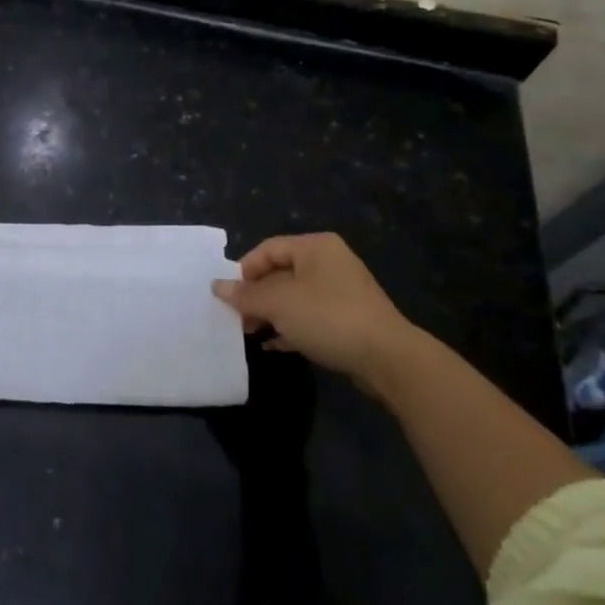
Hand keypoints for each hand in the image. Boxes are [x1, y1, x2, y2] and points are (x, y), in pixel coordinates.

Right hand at [212, 233, 416, 387]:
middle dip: (255, 296)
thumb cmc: (328, 317)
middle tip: (236, 318)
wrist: (388, 358)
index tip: (228, 296)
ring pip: (294, 297)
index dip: (243, 271)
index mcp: (315, 246)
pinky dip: (289, 327)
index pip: (267, 249)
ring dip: (270, 314)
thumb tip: (216, 286)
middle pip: (280, 273)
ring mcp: (341, 291)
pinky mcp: (348, 319)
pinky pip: (310, 317)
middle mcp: (329, 262)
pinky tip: (273, 345)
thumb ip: (245, 295)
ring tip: (250, 333)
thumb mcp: (279, 304)